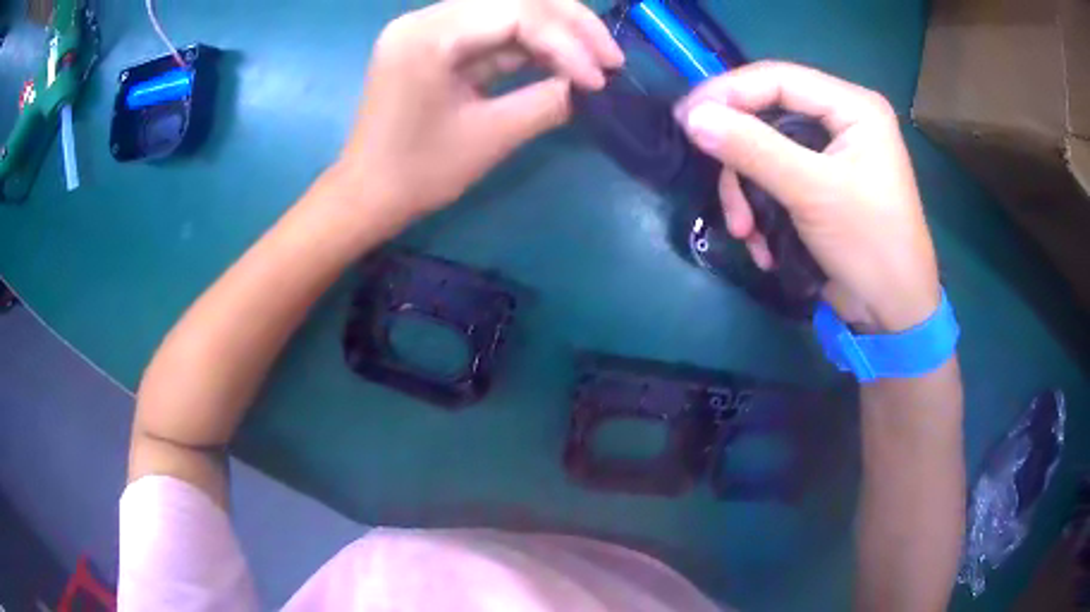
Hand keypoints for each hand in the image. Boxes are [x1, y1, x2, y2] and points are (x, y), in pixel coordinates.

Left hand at [337, 0, 622, 219]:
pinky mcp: (433, 43)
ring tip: (594, 60)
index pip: (516, 13)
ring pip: (505, 10)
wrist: (367, 195)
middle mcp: (425, 18)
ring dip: (554, 32)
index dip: (567, 42)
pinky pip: (489, 31)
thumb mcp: (490, 136)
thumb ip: (547, 101)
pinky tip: (559, 62)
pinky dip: (527, 45)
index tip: (601, 79)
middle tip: (610, 56)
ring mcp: (427, 27)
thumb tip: (589, 86)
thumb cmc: (420, 173)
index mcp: (428, 36)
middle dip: (570, 25)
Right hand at [674, 62, 939, 331]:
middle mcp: (840, 121)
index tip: (685, 118)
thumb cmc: (871, 245)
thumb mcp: (813, 192)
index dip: (728, 92)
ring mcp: (829, 155)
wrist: (893, 314)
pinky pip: (772, 180)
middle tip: (723, 194)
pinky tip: (763, 244)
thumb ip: (753, 149)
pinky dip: (760, 210)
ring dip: (747, 195)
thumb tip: (692, 117)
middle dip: (740, 161)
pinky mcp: (818, 186)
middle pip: (766, 116)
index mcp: (852, 107)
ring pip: (763, 152)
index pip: (777, 78)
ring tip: (745, 233)